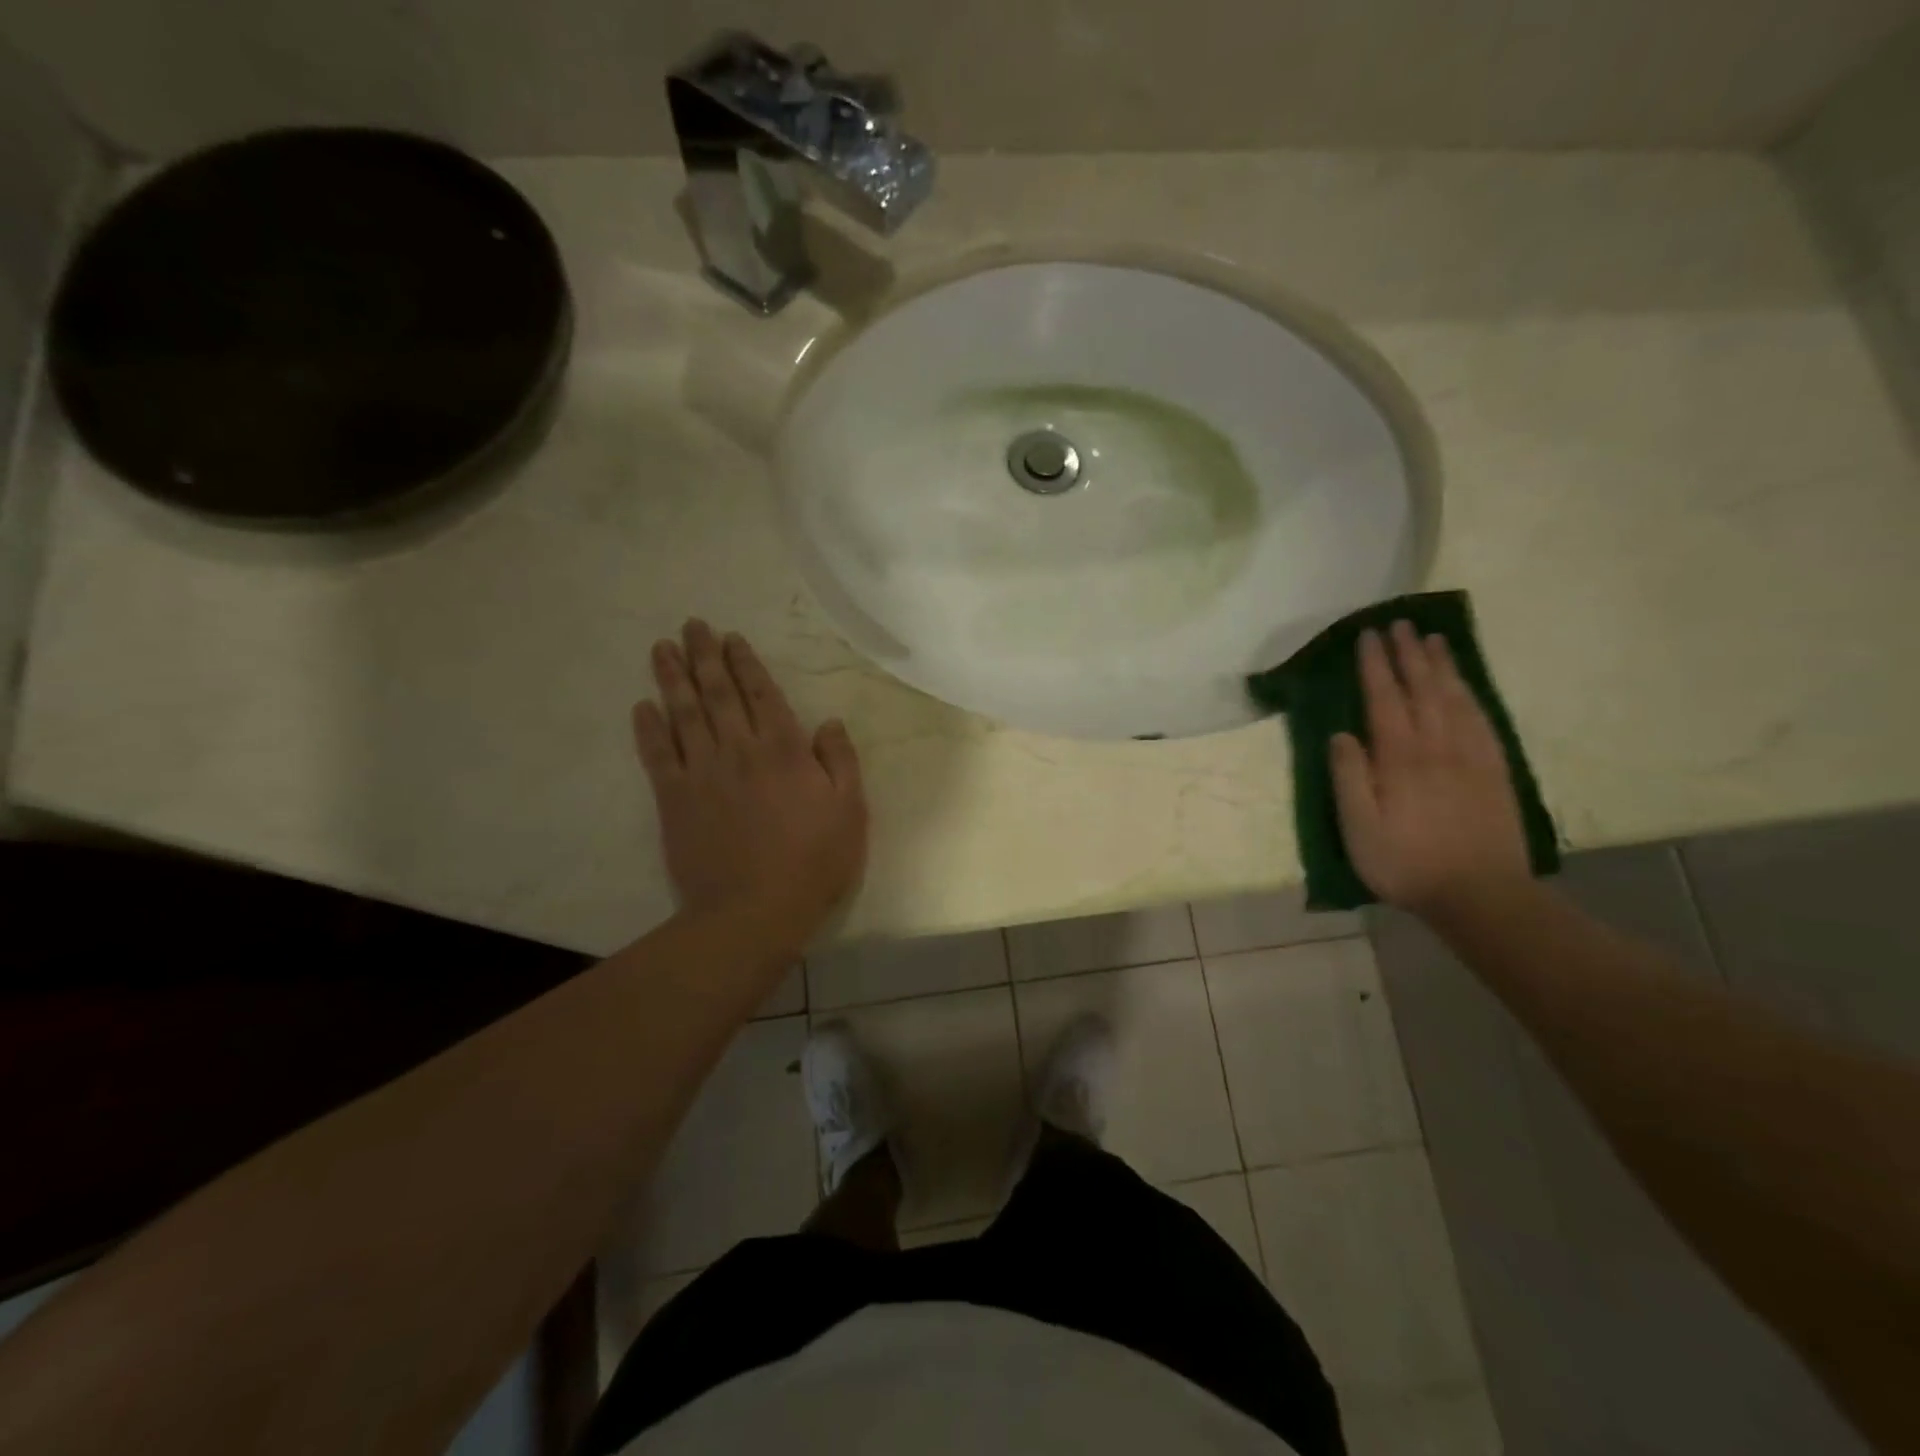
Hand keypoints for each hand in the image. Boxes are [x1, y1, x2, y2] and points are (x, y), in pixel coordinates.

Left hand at [632, 621, 866, 948]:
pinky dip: (649, 729)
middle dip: (704, 656)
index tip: (731, 638)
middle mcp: (739, 749)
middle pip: (718, 693)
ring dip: (672, 678)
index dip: (745, 663)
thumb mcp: (850, 810)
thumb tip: (829, 722)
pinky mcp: (674, 800)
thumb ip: (840, 761)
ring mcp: (703, 773)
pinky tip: (642, 706)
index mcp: (784, 749)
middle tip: (691, 625)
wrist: (754, 910)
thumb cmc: (813, 861)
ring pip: (684, 714)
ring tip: (661, 648)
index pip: (762, 693)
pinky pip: (658, 755)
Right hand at [1330, 621, 1530, 917]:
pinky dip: (1471, 694)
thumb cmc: (1406, 863)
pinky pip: (1482, 719)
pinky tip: (1465, 685)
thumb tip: (1341, 735)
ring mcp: (1472, 756)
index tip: (1368, 636)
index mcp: (1400, 758)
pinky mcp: (1495, 770)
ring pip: (1455, 698)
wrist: (1480, 894)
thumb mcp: (1358, 828)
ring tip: (1433, 639)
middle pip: (1422, 689)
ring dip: (1442, 666)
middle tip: (1401, 624)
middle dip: (1409, 654)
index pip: (1384, 699)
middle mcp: (1438, 746)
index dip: (1375, 666)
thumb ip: (1349, 778)